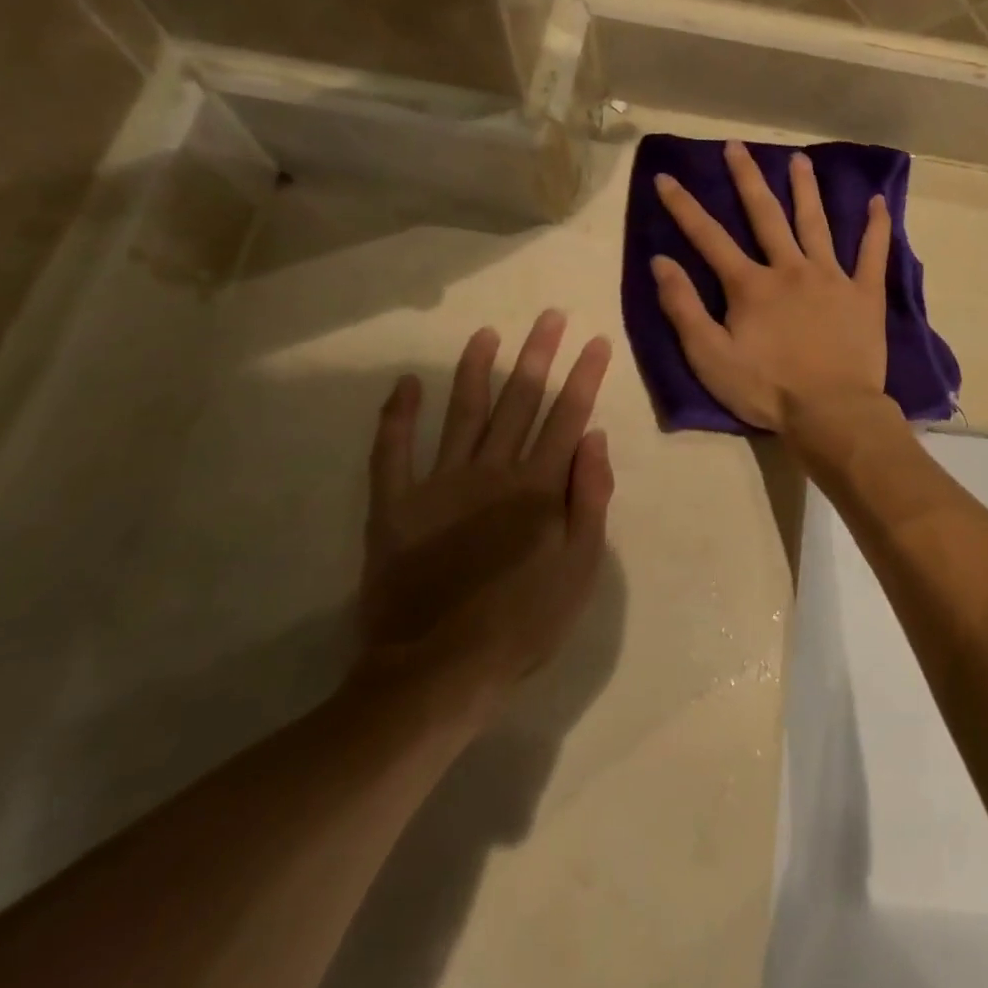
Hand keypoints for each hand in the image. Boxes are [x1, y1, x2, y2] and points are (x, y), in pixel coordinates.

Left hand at [361, 311, 612, 701]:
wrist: (438, 671)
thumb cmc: (523, 623)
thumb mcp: (581, 567)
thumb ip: (590, 498)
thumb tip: (594, 438)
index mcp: (539, 487)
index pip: (568, 416)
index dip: (584, 376)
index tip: (595, 341)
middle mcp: (493, 471)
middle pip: (521, 401)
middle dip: (539, 355)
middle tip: (549, 316)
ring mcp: (440, 484)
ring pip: (463, 413)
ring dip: (476, 370)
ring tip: (487, 334)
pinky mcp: (395, 506)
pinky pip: (392, 452)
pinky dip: (397, 416)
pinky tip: (406, 384)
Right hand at [652, 141, 891, 431]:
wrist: (831, 412)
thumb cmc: (766, 389)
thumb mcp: (710, 357)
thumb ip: (683, 308)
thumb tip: (661, 262)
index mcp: (750, 285)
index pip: (709, 237)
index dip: (684, 206)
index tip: (666, 176)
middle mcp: (790, 268)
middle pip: (766, 215)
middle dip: (747, 178)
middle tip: (737, 146)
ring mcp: (831, 277)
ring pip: (816, 223)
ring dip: (806, 189)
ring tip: (799, 159)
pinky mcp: (864, 294)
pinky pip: (872, 253)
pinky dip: (876, 227)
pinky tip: (879, 202)